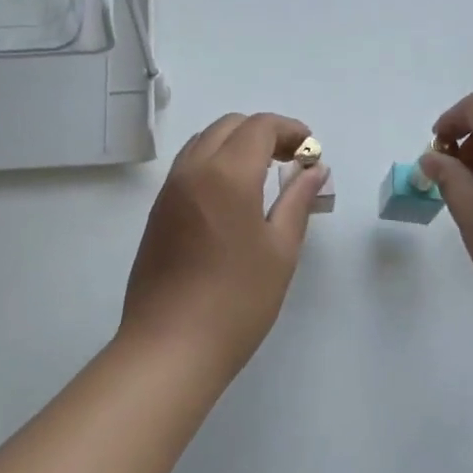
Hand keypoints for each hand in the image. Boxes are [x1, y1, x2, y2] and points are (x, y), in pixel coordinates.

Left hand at [119, 113, 328, 378]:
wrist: (170, 346)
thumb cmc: (237, 300)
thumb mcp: (281, 250)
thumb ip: (298, 200)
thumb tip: (315, 169)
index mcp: (227, 174)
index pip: (260, 127)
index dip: (290, 129)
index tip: (311, 150)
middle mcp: (193, 170)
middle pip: (229, 126)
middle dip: (263, 132)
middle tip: (291, 161)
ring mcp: (169, 190)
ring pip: (204, 141)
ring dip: (236, 144)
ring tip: (263, 175)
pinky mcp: (157, 211)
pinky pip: (188, 166)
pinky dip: (214, 161)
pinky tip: (232, 196)